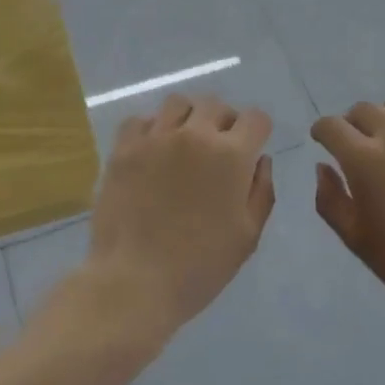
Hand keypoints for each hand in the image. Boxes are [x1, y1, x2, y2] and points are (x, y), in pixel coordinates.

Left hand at [85, 94, 275, 336]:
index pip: (255, 118)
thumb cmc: (199, 266)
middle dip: (224, 121)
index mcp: (231, 155)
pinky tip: (152, 152)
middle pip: (216, 104)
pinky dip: (151, 129)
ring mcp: (155, 137)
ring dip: (188, 117)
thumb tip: (261, 160)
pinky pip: (140, 120)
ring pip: (177, 103)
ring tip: (183, 144)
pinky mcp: (123, 148)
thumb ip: (261, 191)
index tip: (251, 148)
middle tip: (218, 149)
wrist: (135, 281)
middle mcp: (194, 134)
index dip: (257, 131)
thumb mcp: (247, 236)